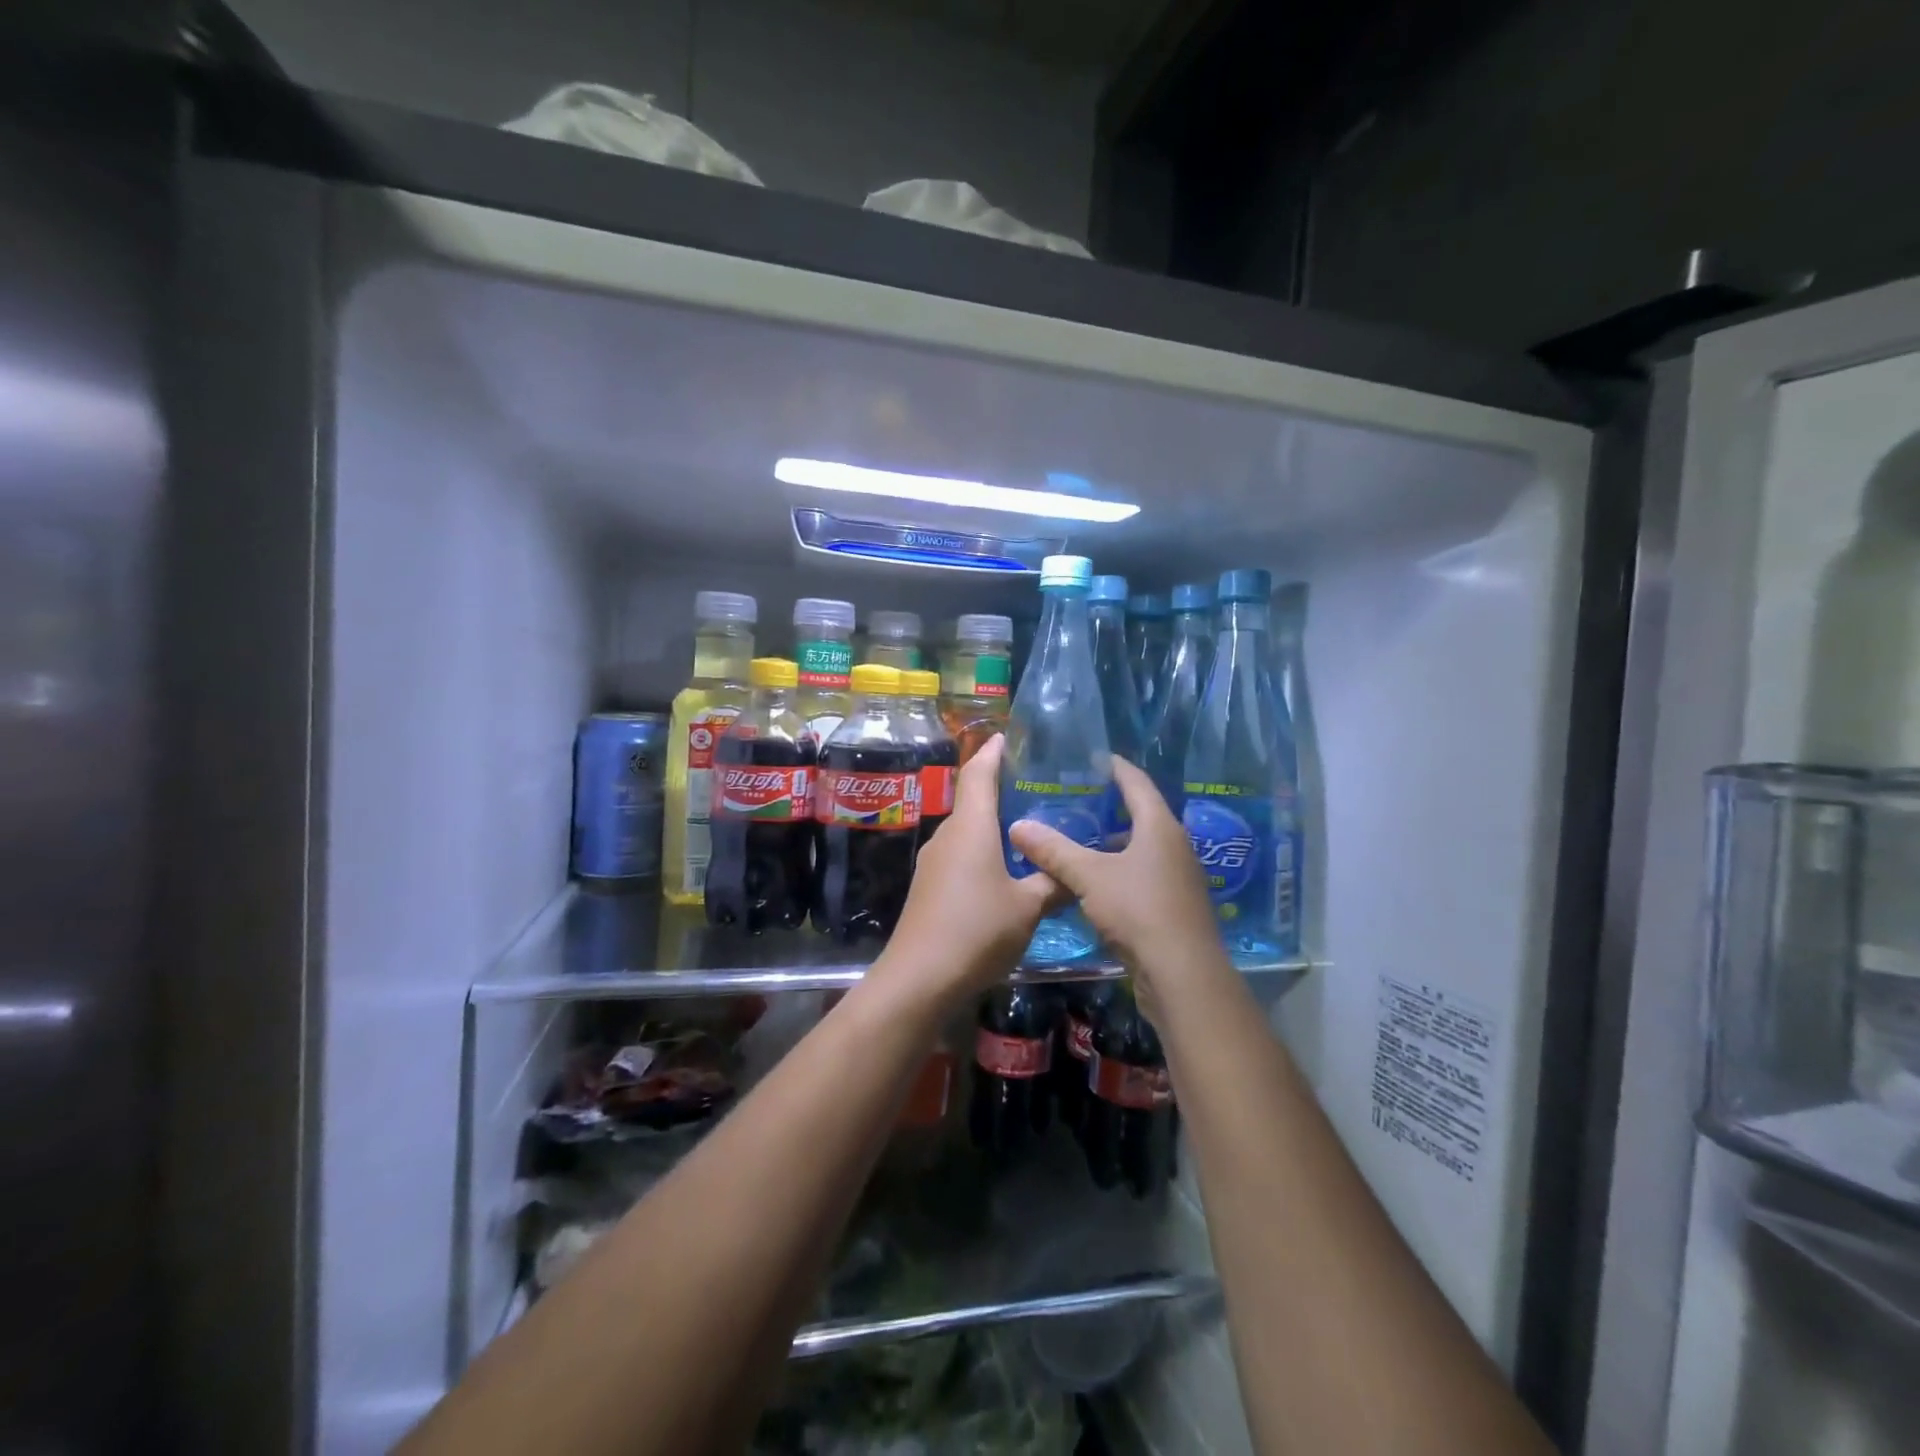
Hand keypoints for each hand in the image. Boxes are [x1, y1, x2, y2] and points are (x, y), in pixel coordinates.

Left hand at [872, 736, 1064, 1009]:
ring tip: (1032, 827)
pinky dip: (984, 849)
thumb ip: (1054, 883)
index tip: (1010, 736)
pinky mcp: (930, 886)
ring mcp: (934, 861)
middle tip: (1041, 786)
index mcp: (971, 827)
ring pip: (968, 829)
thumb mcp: (1028, 908)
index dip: (993, 751)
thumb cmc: (976, 931)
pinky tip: (1007, 868)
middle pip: (974, 799)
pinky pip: (961, 853)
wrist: (919, 979)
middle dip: (1003, 788)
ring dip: (994, 822)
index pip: (979, 773)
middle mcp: (948, 835)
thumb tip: (1079, 871)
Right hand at [1007, 757, 1228, 1000]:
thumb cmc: (1138, 911)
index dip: (1116, 767)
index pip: (1137, 783)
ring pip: (1142, 849)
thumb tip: (1017, 826)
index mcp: (1160, 827)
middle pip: (1142, 815)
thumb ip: (1054, 850)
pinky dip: (1120, 870)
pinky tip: (1096, 883)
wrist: (1183, 974)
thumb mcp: (1089, 876)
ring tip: (1080, 841)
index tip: (1096, 757)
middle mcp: (1175, 845)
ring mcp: (1179, 877)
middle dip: (1112, 807)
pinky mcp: (1175, 905)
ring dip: (1114, 843)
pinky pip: (1144, 874)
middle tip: (1077, 800)